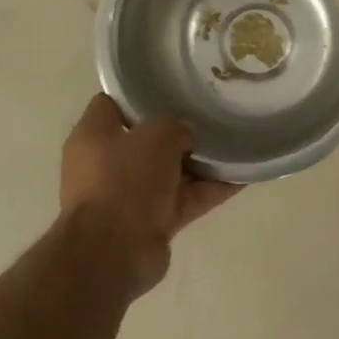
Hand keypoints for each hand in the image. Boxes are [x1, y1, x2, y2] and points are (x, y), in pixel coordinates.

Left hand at [59, 95, 239, 295]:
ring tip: (236, 142)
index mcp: (94, 136)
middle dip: (179, 131)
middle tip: (211, 113)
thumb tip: (186, 135)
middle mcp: (107, 164)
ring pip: (172, 172)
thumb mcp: (157, 135)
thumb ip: (177, 126)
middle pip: (148, 139)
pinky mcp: (152, 222)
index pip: (113, 103)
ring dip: (202, 163)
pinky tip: (244, 176)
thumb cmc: (126, 180)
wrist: (114, 252)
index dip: (140, 93)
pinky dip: (211, 190)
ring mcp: (130, 196)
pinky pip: (186, 199)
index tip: (172, 86)